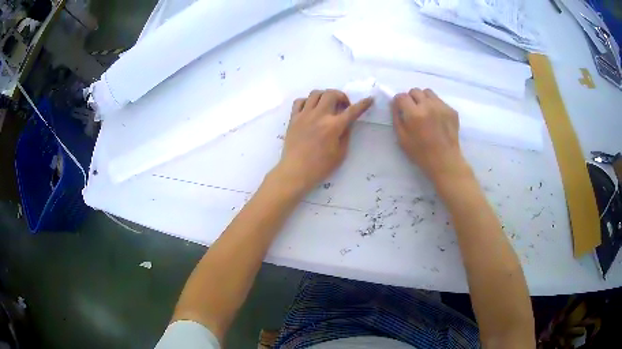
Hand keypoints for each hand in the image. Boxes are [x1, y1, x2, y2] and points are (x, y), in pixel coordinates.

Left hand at [273, 89, 372, 194]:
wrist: (296, 171)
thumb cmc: (320, 166)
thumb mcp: (341, 153)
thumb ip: (346, 134)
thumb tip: (348, 122)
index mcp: (333, 126)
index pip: (352, 111)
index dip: (363, 104)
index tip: (369, 99)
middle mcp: (319, 116)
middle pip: (331, 94)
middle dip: (341, 96)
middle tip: (343, 106)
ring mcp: (304, 115)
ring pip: (315, 93)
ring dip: (325, 96)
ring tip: (327, 105)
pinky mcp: (293, 118)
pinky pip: (300, 101)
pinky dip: (307, 101)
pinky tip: (311, 109)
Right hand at [392, 88, 469, 185]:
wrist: (445, 161)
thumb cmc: (421, 153)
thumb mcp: (402, 139)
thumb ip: (396, 118)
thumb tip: (395, 104)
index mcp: (414, 114)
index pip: (401, 96)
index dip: (398, 102)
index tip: (400, 109)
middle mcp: (429, 106)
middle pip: (415, 91)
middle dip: (411, 98)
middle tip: (412, 110)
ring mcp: (442, 107)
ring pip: (428, 92)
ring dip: (423, 99)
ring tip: (425, 112)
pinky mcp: (452, 110)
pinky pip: (440, 101)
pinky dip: (435, 106)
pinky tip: (436, 119)